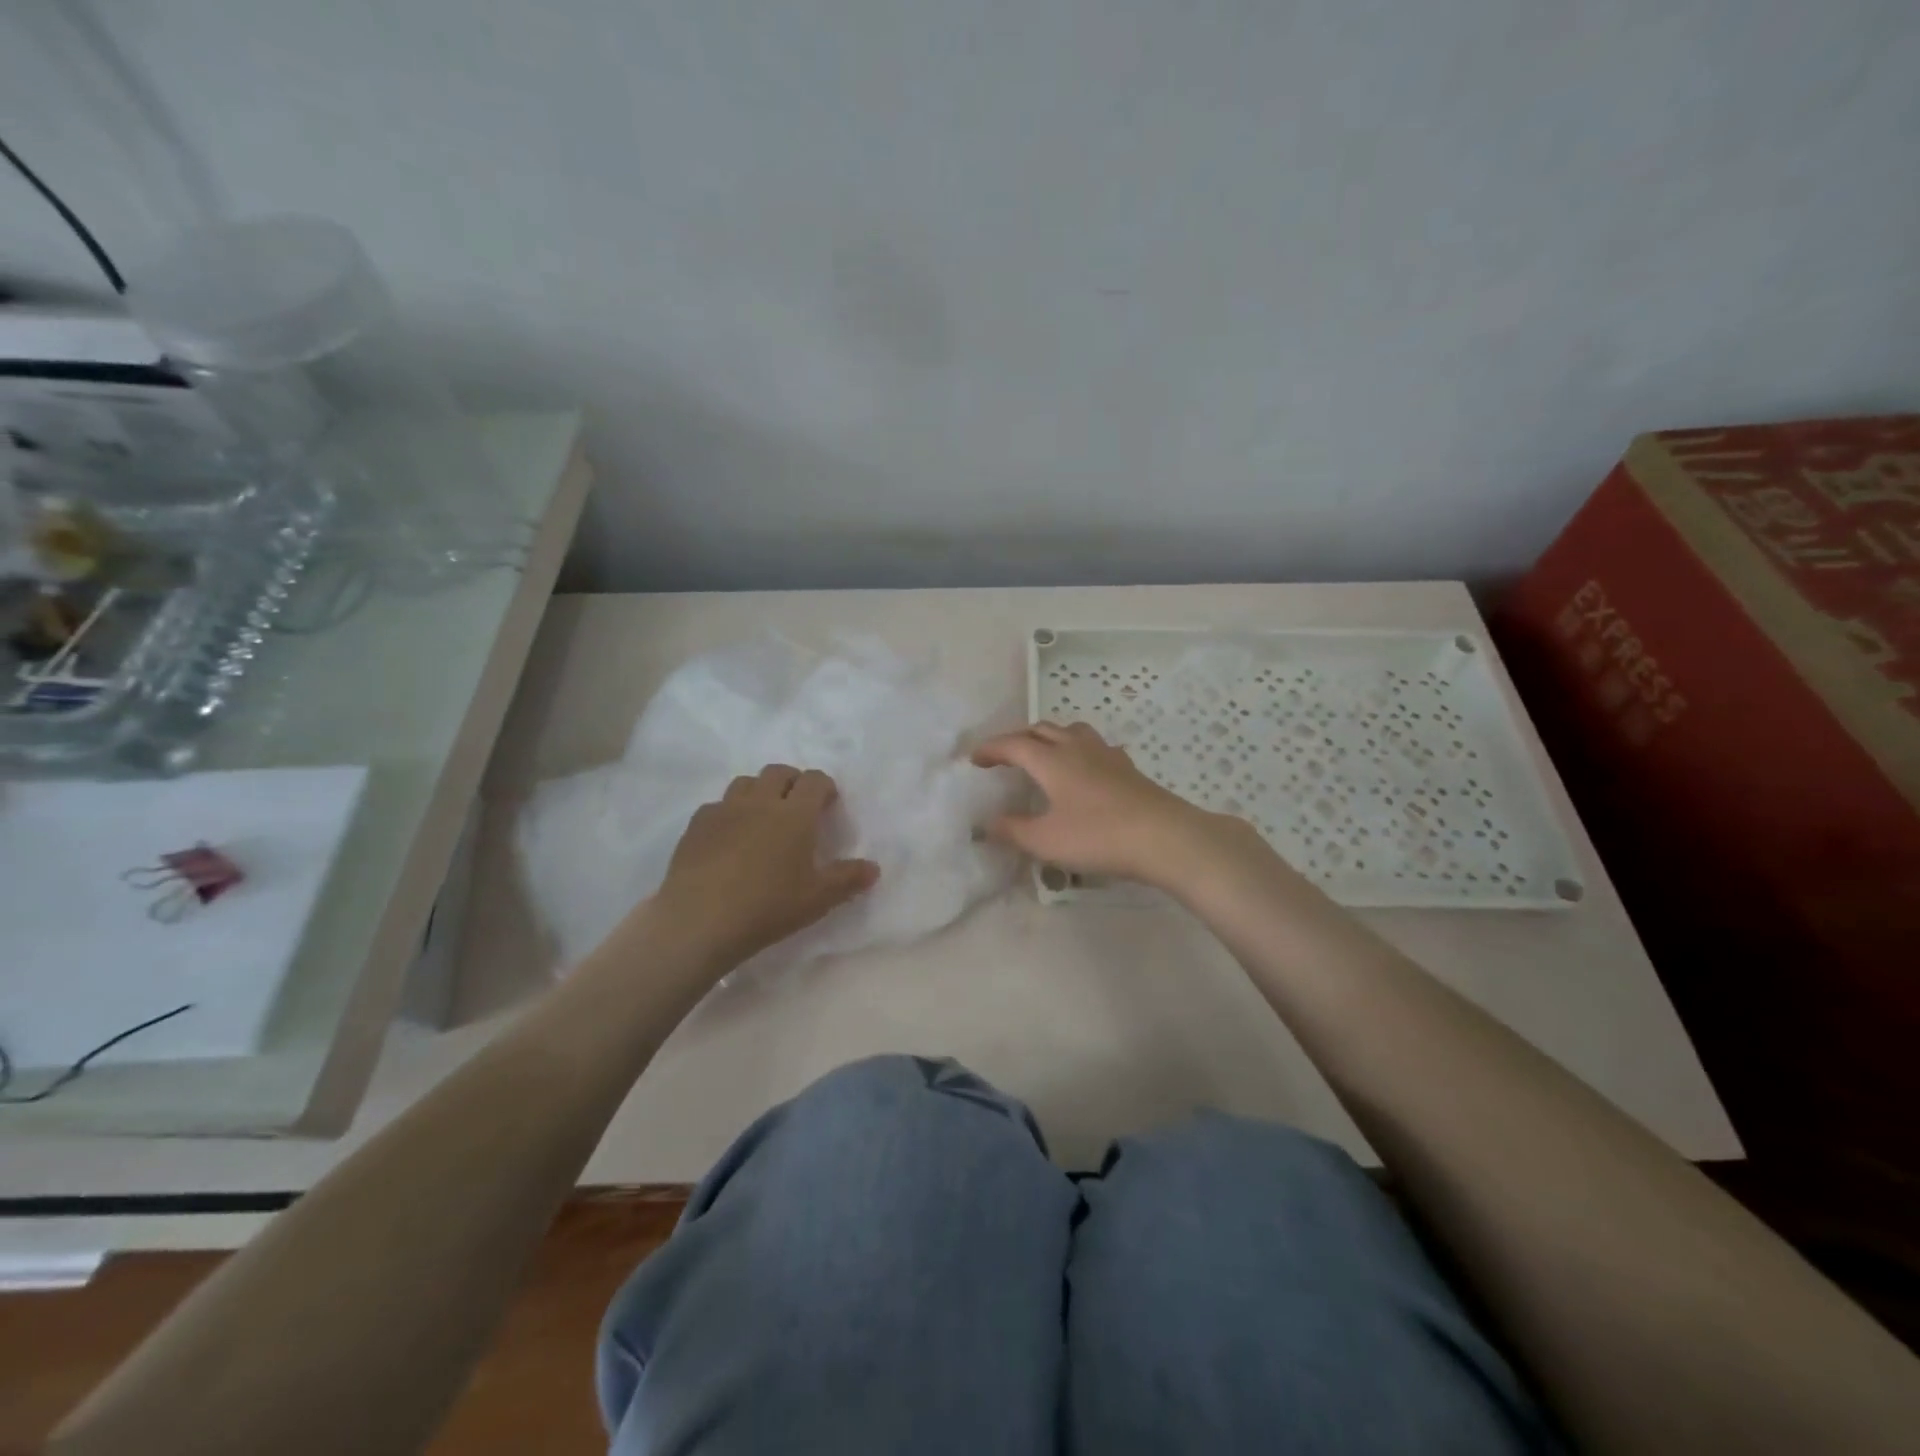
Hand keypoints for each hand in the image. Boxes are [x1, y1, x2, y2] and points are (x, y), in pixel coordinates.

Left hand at [656, 765, 879, 969]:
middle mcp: (760, 802)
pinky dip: (729, 812)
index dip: (825, 787)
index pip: (814, 780)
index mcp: (795, 814)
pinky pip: (717, 805)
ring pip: (745, 782)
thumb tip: (874, 868)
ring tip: (763, 817)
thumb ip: (847, 879)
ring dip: (760, 791)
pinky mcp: (696, 825)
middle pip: (779, 772)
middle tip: (798, 807)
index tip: (828, 805)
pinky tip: (729, 837)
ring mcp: (724, 810)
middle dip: (793, 782)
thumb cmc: (768, 907)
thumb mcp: (817, 899)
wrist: (699, 921)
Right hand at [971, 722, 1262, 888]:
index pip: (1013, 744)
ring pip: (1071, 731)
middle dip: (1017, 739)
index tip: (974, 759)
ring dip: (1050, 737)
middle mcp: (1076, 748)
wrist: (1164, 837)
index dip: (991, 749)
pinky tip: (1085, 768)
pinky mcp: (1127, 767)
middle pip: (1041, 730)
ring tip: (1043, 754)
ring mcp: (1106, 754)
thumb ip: (1013, 831)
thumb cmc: (1097, 836)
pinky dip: (1078, 750)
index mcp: (1051, 760)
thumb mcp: (1046, 840)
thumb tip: (987, 824)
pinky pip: (1095, 746)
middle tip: (1004, 757)